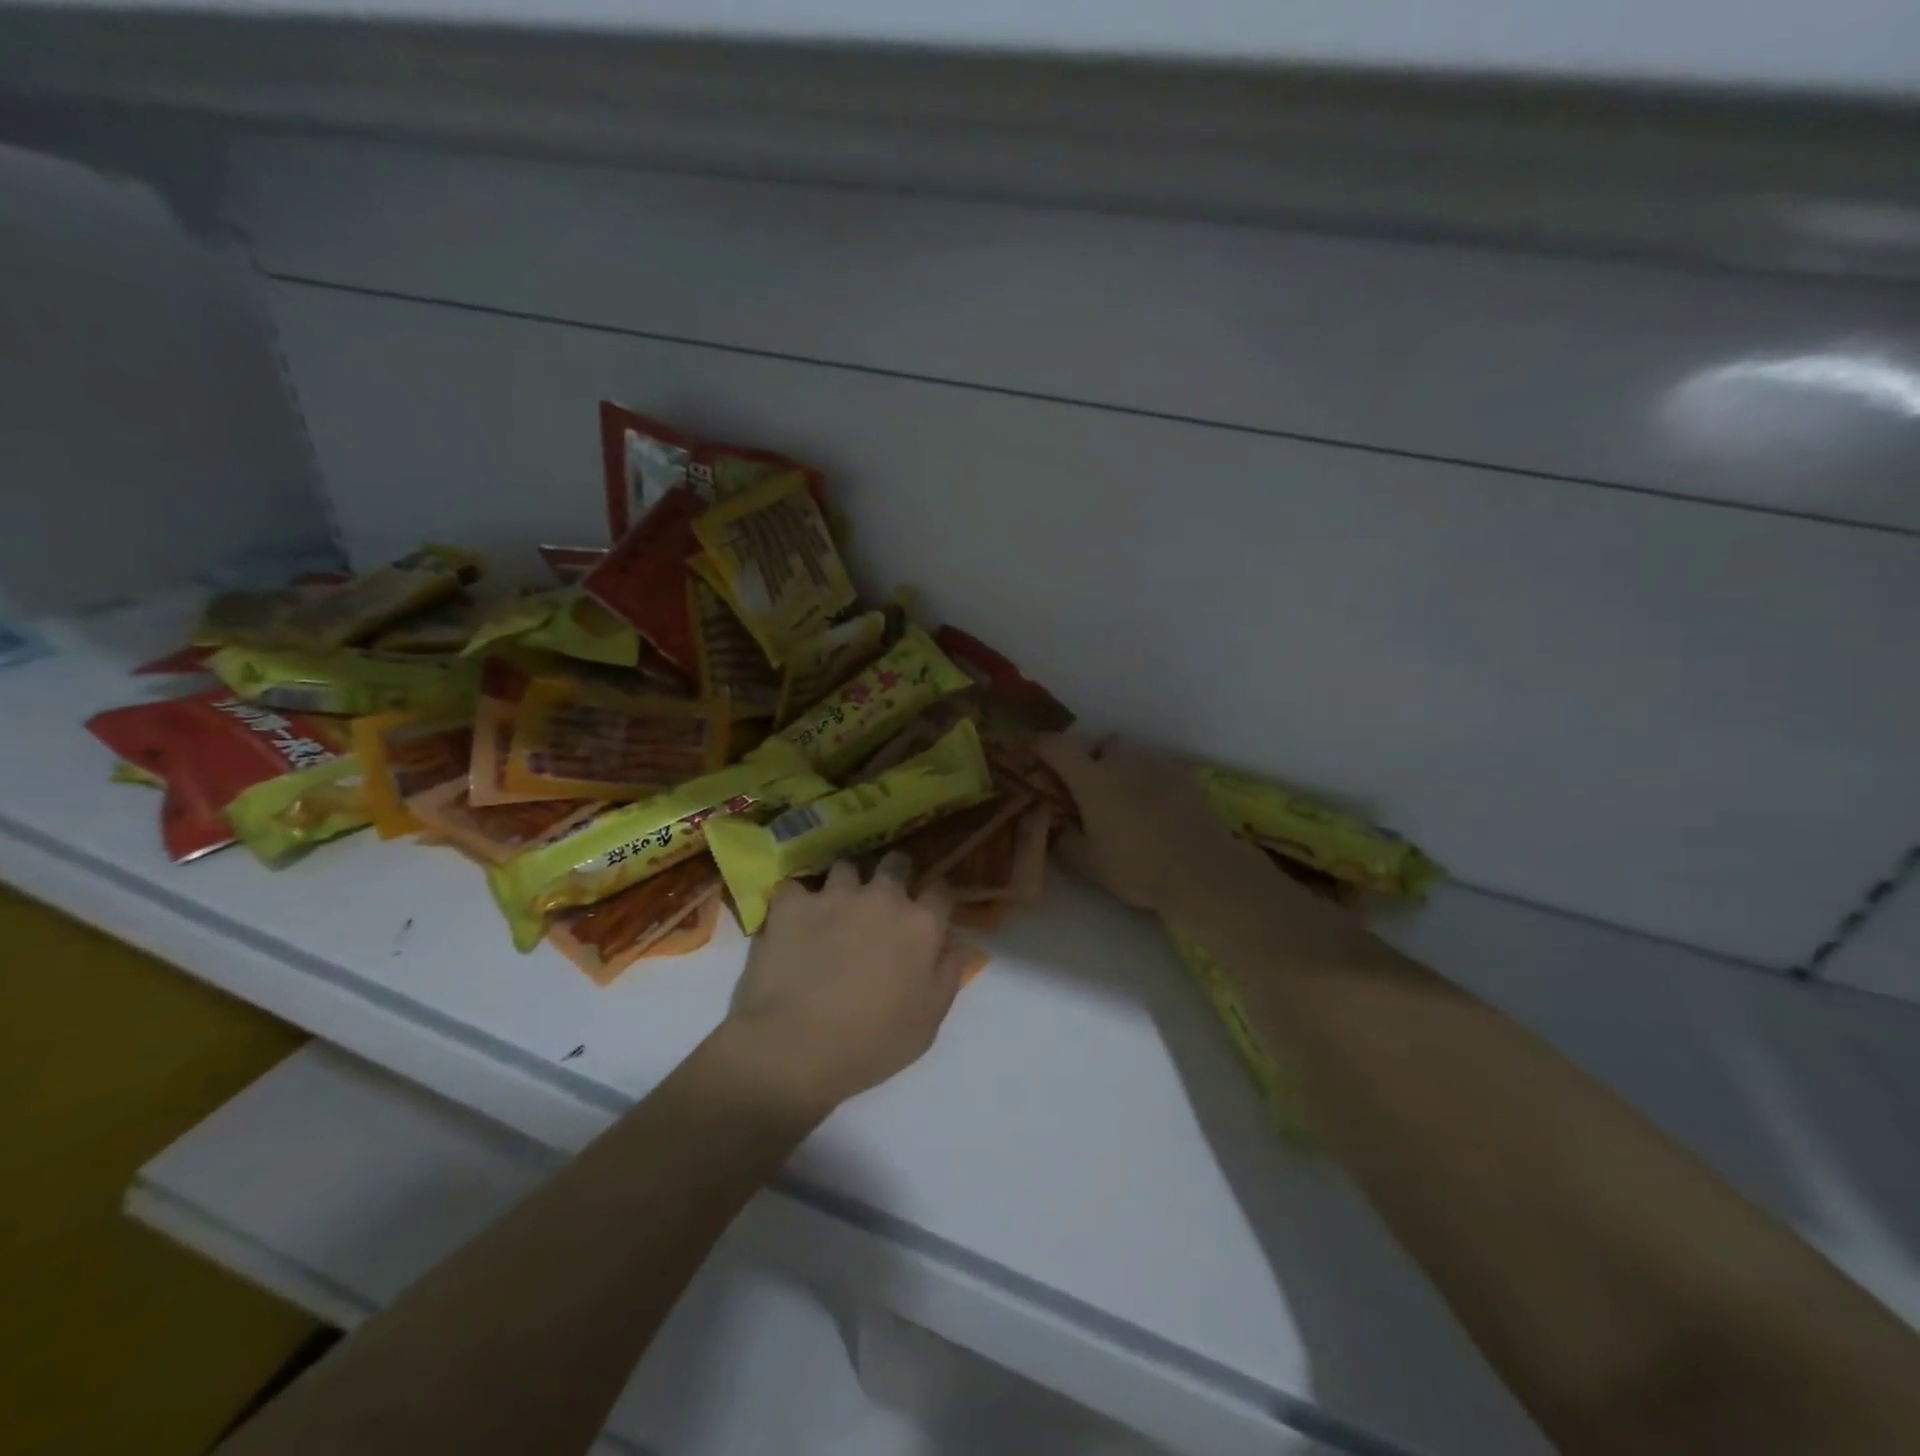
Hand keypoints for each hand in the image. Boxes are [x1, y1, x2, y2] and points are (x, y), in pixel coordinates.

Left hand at [724, 854, 971, 1115]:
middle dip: (894, 874)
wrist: (794, 1047)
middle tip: (882, 900)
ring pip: (846, 868)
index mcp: (921, 925)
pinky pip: (796, 887)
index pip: (940, 890)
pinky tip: (792, 922)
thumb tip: (962, 946)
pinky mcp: (792, 903)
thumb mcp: (927, 1023)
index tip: (928, 910)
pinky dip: (796, 901)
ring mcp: (835, 895)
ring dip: (845, 885)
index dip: (935, 898)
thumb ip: (949, 976)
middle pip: (896, 863)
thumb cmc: (871, 1044)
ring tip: (834, 909)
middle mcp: (883, 897)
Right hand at [1035, 734, 1276, 918]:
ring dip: (1122, 773)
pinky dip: (1149, 784)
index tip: (1031, 754)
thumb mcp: (1089, 863)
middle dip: (1092, 761)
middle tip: (1090, 793)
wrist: (1203, 871)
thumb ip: (1065, 839)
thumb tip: (1055, 826)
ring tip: (1127, 807)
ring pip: (1132, 758)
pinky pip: (1157, 771)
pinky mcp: (1185, 777)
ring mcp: (1158, 766)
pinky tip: (1156, 813)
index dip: (1039, 745)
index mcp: (1092, 779)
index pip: (1056, 746)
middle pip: (1101, 745)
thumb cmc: (1137, 867)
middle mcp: (1123, 762)